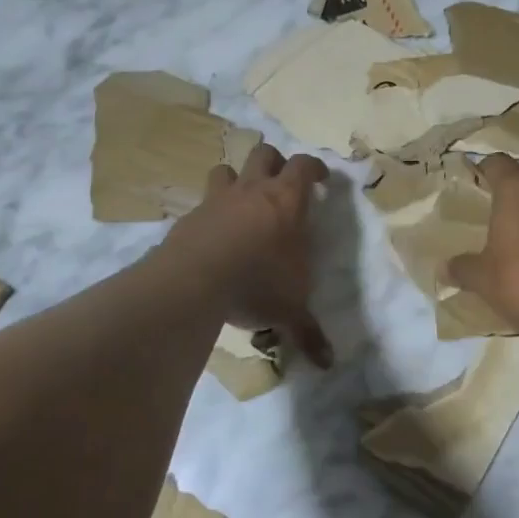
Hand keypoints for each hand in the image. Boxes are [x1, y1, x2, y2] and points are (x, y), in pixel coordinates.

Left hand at [162, 143, 332, 366]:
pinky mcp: (189, 218)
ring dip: (236, 179)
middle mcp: (253, 191)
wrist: (196, 279)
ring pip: (226, 169)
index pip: (304, 166)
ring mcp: (217, 200)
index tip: (321, 178)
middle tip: (282, 183)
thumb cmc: (258, 282)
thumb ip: (309, 332)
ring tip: (242, 200)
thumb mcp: (290, 309)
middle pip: (264, 153)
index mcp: (287, 201)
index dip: (315, 167)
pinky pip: (201, 203)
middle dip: (275, 162)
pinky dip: (209, 212)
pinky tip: (212, 234)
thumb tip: (329, 363)